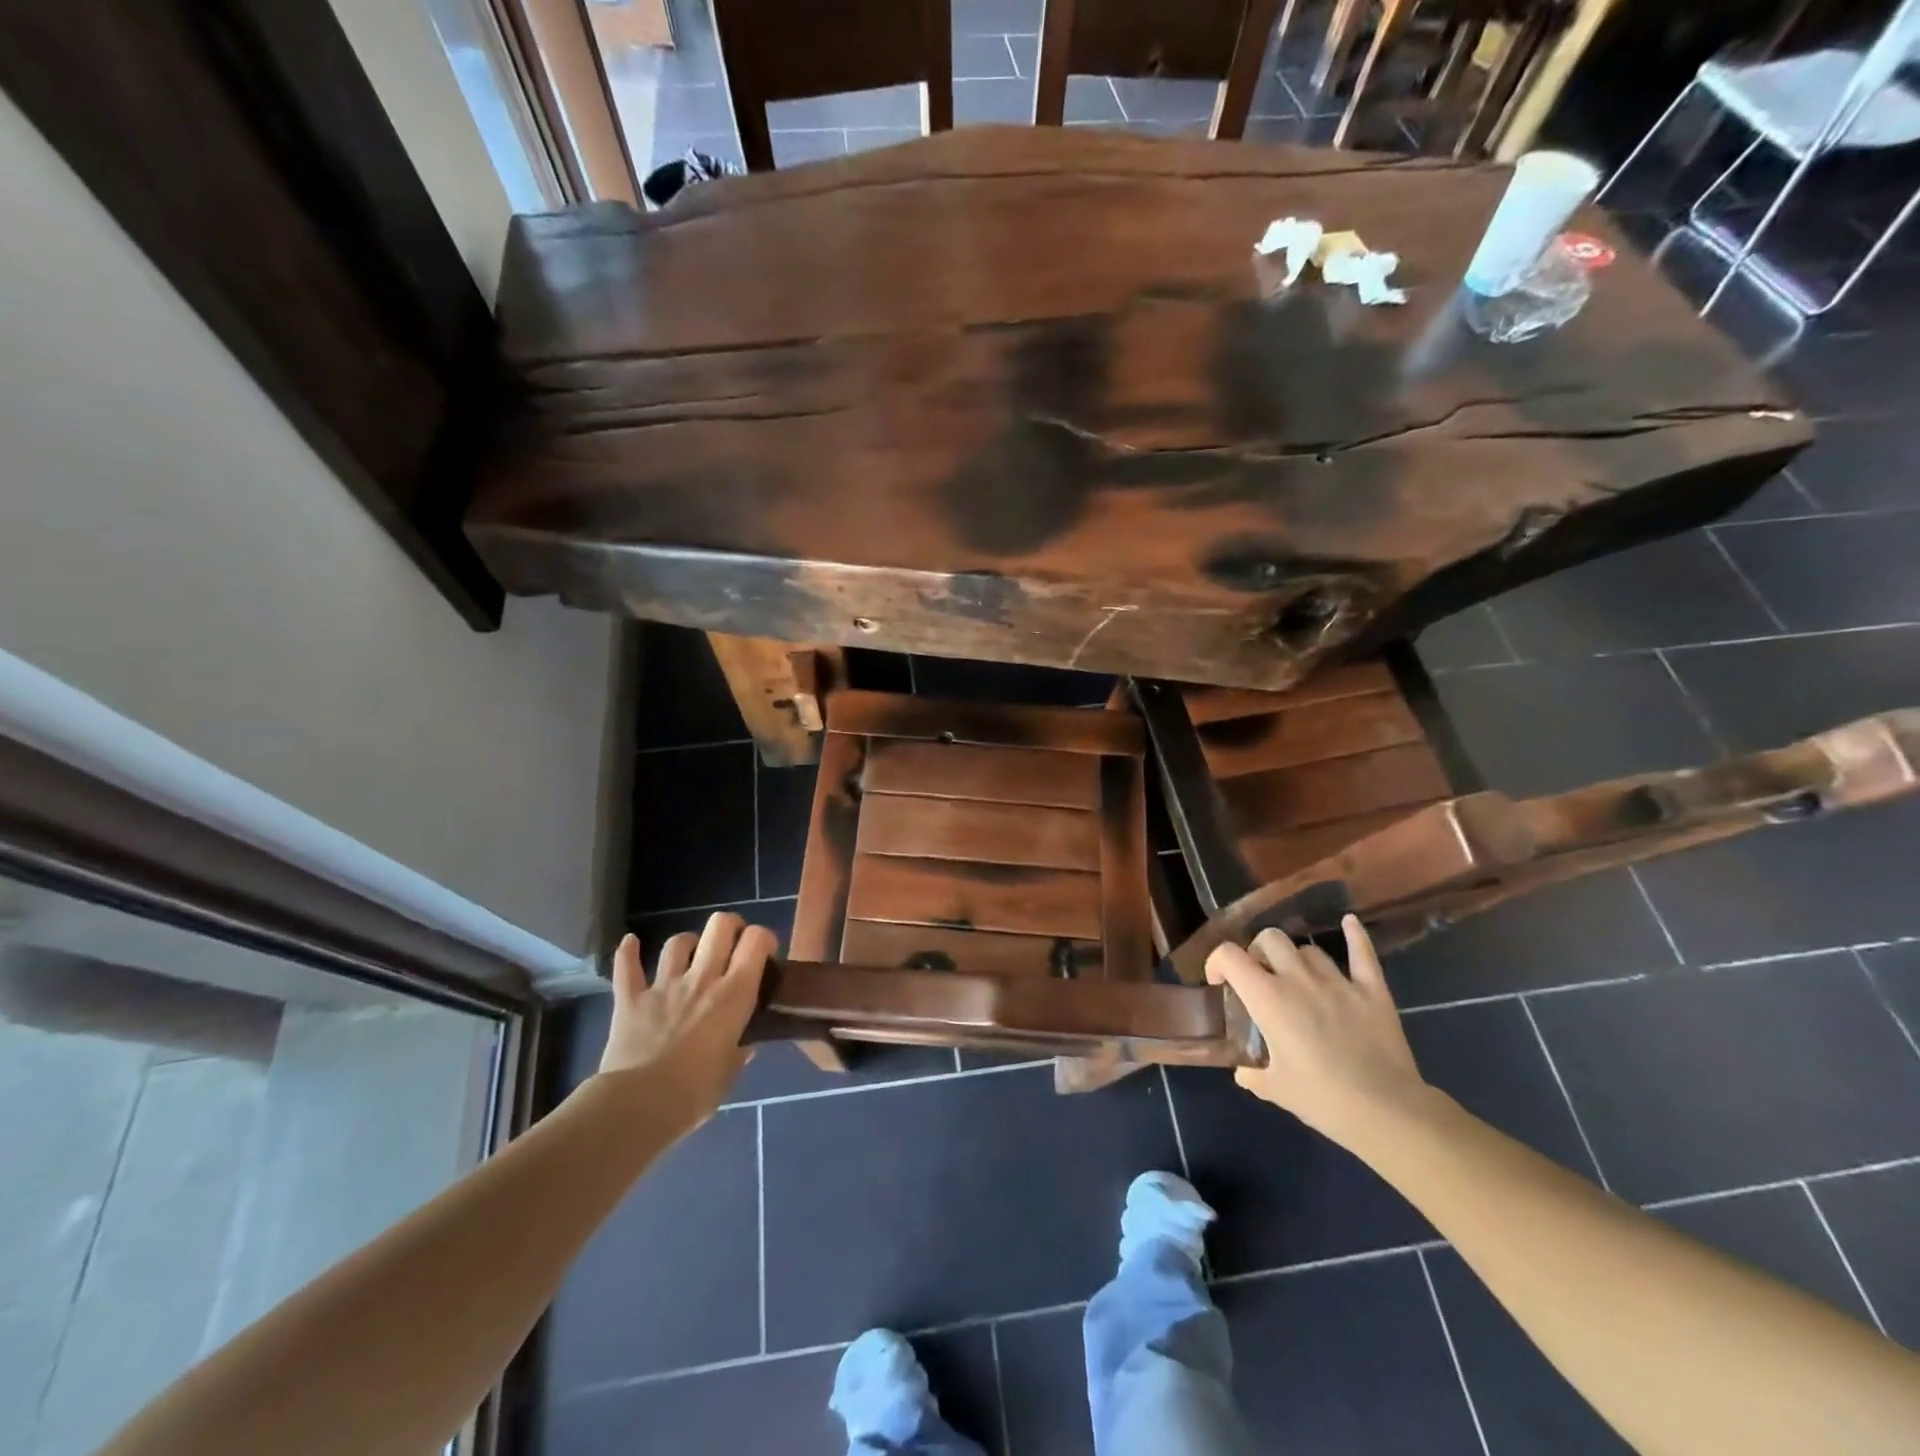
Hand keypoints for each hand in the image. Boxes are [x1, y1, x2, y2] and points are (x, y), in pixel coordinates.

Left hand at [598, 912, 772, 1135]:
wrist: (640, 1105)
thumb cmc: (696, 1092)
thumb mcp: (731, 1072)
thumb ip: (739, 1051)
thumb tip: (744, 1045)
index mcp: (734, 993)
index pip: (756, 941)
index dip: (763, 939)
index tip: (764, 956)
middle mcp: (702, 978)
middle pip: (719, 926)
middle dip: (729, 927)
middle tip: (731, 945)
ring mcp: (664, 985)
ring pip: (678, 942)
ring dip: (687, 944)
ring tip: (690, 956)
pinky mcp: (630, 999)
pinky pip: (627, 967)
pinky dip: (628, 952)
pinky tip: (629, 942)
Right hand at [1205, 914, 1427, 1144]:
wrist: (1386, 1111)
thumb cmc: (1323, 1099)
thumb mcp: (1275, 1090)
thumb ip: (1253, 1075)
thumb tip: (1244, 1072)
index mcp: (1268, 998)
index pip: (1230, 956)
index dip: (1217, 962)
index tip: (1219, 982)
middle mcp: (1298, 979)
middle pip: (1270, 939)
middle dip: (1258, 951)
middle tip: (1260, 976)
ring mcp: (1338, 981)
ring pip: (1309, 949)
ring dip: (1296, 959)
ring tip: (1298, 978)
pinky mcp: (1372, 990)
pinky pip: (1362, 953)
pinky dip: (1355, 935)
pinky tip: (1349, 922)